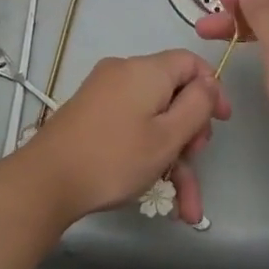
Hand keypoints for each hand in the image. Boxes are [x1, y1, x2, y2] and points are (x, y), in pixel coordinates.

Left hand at [17, 51, 230, 225]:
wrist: (46, 181)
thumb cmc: (115, 157)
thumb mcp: (168, 136)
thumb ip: (197, 106)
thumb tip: (208, 85)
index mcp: (146, 70)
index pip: (190, 62)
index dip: (212, 89)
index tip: (222, 122)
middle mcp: (124, 73)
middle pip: (172, 93)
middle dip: (190, 132)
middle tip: (194, 161)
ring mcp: (105, 94)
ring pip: (153, 120)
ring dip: (173, 158)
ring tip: (186, 206)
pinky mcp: (91, 115)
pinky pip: (131, 127)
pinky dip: (148, 155)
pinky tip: (163, 197)